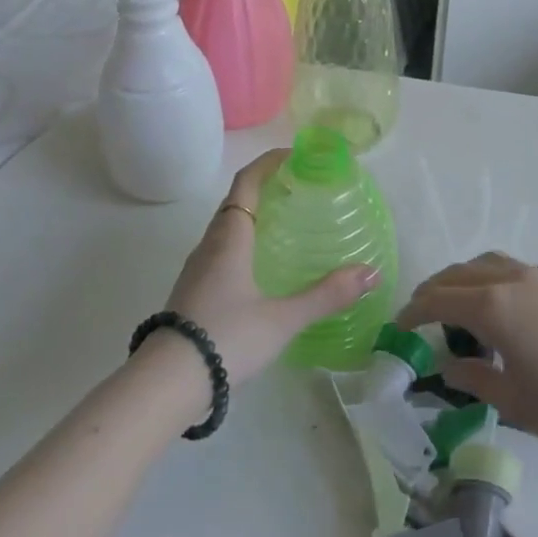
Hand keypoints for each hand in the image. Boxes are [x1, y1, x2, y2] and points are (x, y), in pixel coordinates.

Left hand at [158, 149, 379, 387]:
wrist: (166, 382)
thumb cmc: (227, 337)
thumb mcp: (283, 319)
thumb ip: (327, 295)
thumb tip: (371, 273)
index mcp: (230, 238)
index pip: (247, 183)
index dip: (268, 163)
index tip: (295, 154)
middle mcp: (210, 244)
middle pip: (236, 201)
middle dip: (265, 186)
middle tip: (299, 187)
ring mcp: (197, 268)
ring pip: (226, 227)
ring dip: (252, 214)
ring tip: (285, 222)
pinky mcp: (192, 291)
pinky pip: (221, 249)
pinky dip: (243, 240)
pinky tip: (261, 265)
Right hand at [395, 253, 537, 484]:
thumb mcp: (514, 401)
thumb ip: (473, 378)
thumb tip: (446, 364)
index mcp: (492, 306)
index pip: (437, 300)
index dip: (412, 312)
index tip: (398, 328)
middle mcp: (511, 279)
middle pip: (458, 273)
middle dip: (433, 291)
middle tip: (420, 315)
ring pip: (487, 263)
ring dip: (463, 279)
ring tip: (458, 306)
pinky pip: (513, 269)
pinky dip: (491, 279)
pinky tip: (502, 309)